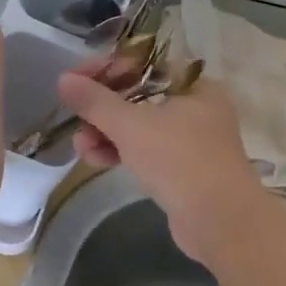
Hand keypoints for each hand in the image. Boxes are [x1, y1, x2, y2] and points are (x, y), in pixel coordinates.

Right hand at [56, 60, 264, 263]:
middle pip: (138, 96)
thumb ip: (96, 102)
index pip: (144, 64)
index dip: (106, 69)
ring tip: (81, 147)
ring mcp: (191, 141)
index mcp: (194, 86)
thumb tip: (64, 79)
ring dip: (106, 133)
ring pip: (140, 127)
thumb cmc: (180, 161)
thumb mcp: (132, 126)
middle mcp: (196, 108)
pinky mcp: (183, 170)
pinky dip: (122, 152)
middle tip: (75, 119)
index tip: (74, 81)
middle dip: (102, 109)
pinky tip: (96, 161)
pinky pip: (146, 151)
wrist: (221, 222)